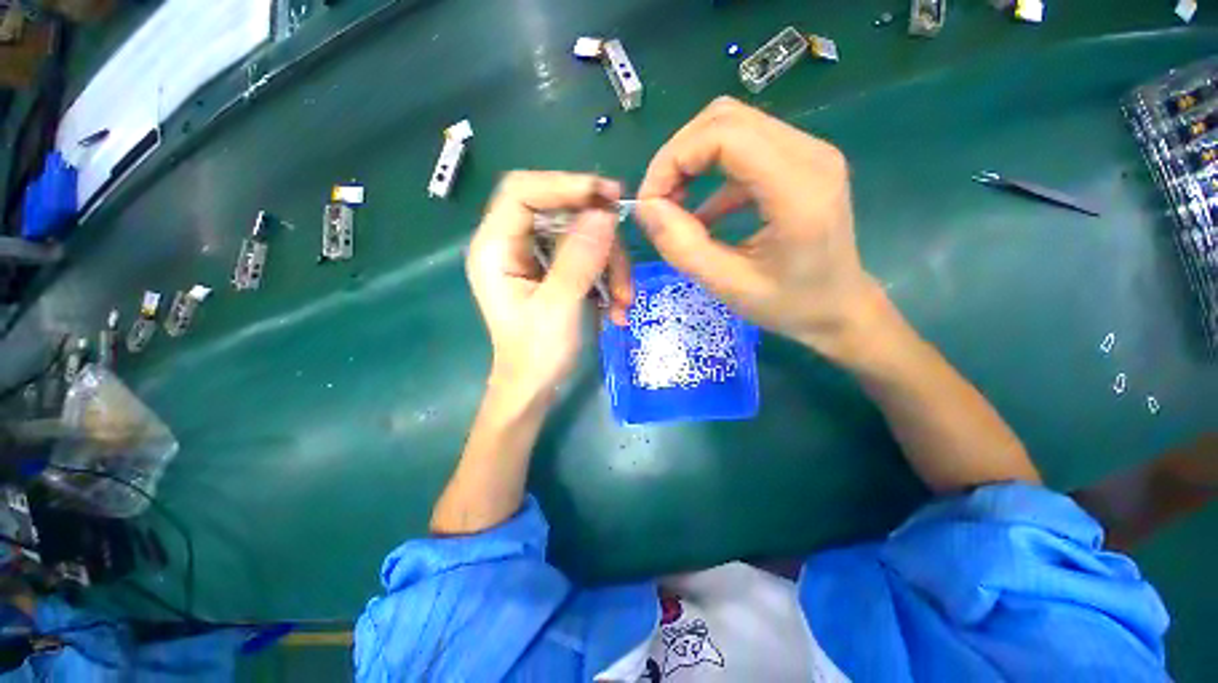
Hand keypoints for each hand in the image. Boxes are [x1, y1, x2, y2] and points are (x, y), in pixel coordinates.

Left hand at [466, 171, 631, 404]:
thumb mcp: (558, 308)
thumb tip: (605, 214)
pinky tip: (617, 306)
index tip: (608, 196)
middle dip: (599, 238)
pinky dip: (607, 278)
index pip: (523, 192)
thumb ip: (579, 260)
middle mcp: (512, 245)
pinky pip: (588, 258)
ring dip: (610, 266)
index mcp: (495, 248)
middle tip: (625, 261)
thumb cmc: (535, 355)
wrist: (533, 388)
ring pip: (582, 238)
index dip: (564, 185)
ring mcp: (535, 259)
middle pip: (560, 213)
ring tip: (624, 301)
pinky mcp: (554, 272)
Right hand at [635, 97, 883, 361]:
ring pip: (732, 127)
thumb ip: (683, 247)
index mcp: (798, 189)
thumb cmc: (789, 305)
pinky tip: (702, 211)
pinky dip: (711, 172)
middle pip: (725, 119)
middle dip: (678, 156)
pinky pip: (744, 149)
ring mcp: (808, 153)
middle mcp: (809, 155)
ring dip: (692, 160)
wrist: (839, 308)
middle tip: (658, 201)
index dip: (674, 159)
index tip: (650, 202)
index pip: (724, 135)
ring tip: (674, 203)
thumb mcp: (728, 286)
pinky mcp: (799, 163)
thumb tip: (646, 208)